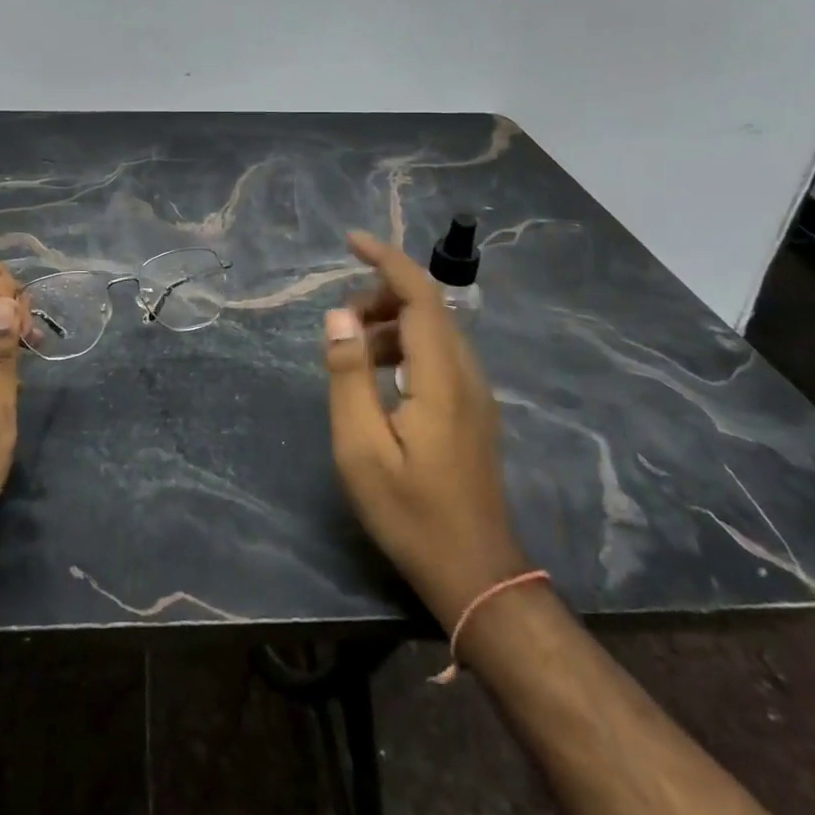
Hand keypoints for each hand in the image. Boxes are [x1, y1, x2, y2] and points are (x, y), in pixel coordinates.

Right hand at [323, 231, 527, 630]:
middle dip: (380, 295)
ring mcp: (476, 392)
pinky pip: (439, 355)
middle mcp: (466, 374)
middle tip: (338, 325)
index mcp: (441, 378)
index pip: (421, 295)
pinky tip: (379, 379)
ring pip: (435, 330)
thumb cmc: (411, 513)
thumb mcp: (361, 448)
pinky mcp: (474, 410)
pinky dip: (405, 346)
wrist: (476, 574)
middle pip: (429, 306)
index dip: (387, 259)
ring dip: (391, 323)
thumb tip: (338, 316)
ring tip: (352, 353)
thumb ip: (348, 376)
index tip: (350, 241)